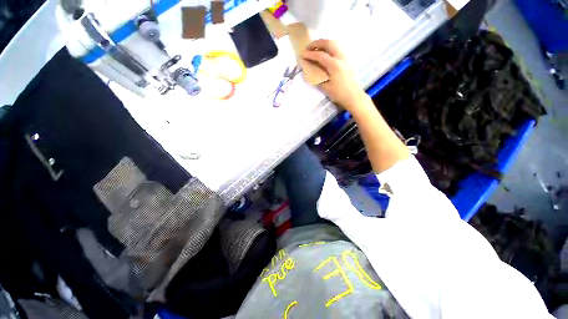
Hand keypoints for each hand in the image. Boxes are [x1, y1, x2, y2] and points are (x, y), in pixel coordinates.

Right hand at [301, 39, 367, 110]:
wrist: (353, 96)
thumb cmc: (339, 94)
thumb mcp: (326, 88)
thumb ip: (317, 78)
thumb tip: (309, 71)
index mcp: (334, 65)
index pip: (320, 55)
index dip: (310, 54)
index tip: (302, 54)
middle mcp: (340, 57)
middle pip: (328, 43)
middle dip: (317, 43)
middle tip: (308, 48)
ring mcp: (345, 57)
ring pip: (334, 43)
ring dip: (323, 44)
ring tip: (315, 49)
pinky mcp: (347, 60)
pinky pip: (337, 48)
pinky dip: (329, 47)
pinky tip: (325, 54)